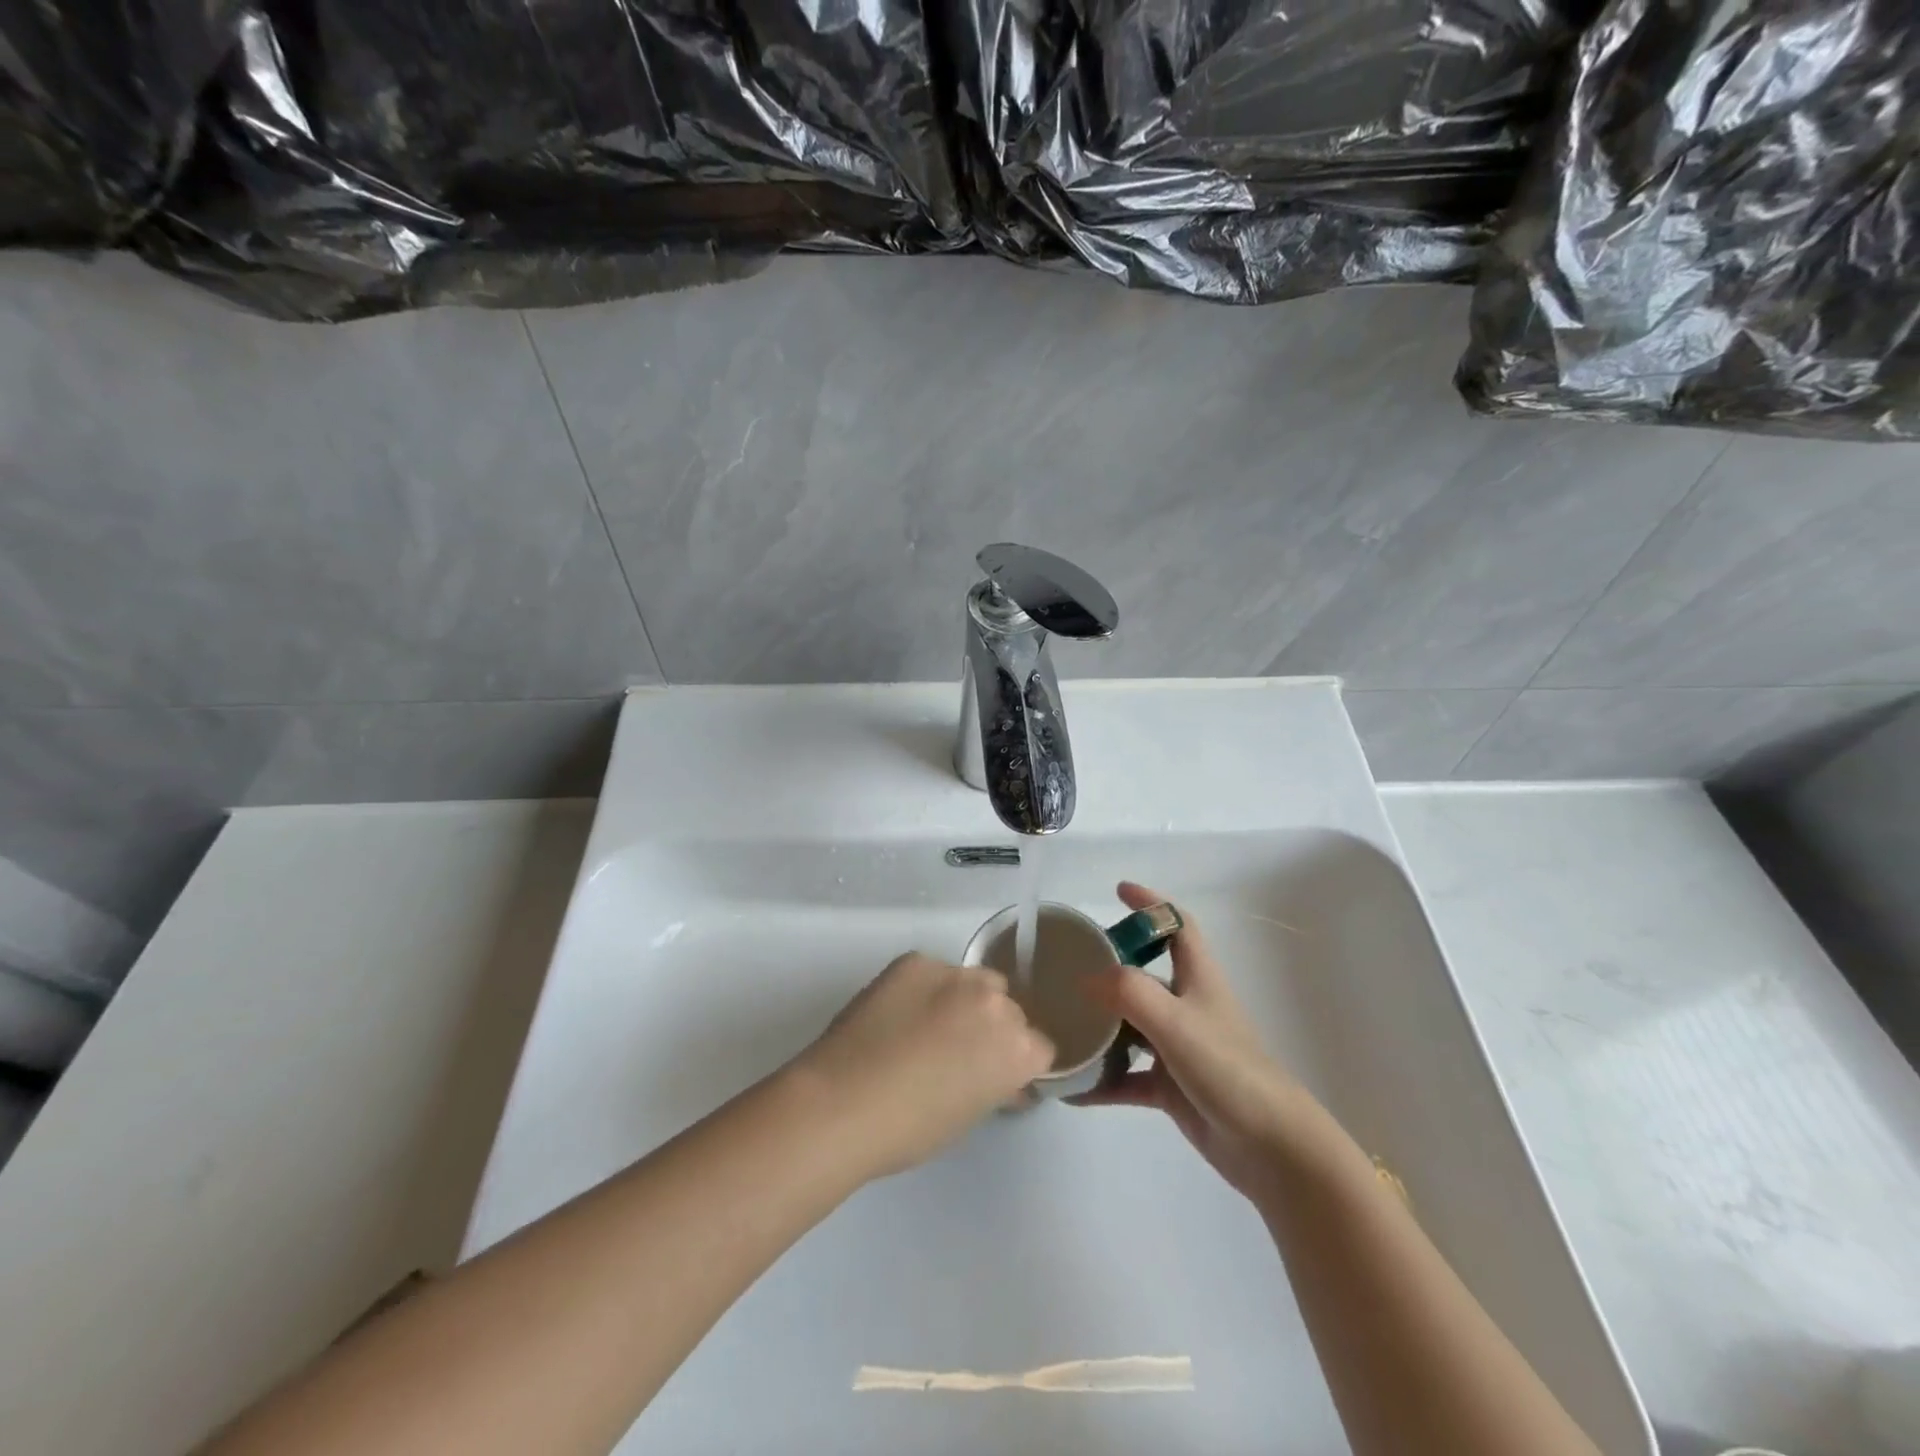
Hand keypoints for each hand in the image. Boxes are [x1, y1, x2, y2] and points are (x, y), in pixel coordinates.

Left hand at [798, 953, 1054, 1177]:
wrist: (841, 1104)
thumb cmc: (910, 1129)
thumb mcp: (970, 1115)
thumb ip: (996, 1085)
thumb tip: (1003, 1079)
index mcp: (1017, 1048)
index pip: (1040, 1046)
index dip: (1019, 1063)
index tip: (998, 1075)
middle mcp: (995, 1002)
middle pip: (1009, 1008)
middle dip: (992, 1028)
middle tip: (960, 1052)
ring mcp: (953, 974)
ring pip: (975, 981)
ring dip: (963, 1000)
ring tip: (927, 1026)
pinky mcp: (915, 961)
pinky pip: (934, 971)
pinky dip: (925, 988)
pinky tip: (899, 1012)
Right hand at [1074, 883, 1316, 1203]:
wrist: (1271, 1148)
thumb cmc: (1228, 1069)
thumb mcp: (1175, 1022)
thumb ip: (1129, 993)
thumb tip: (1086, 978)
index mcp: (1198, 979)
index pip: (1177, 925)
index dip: (1152, 903)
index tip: (1118, 890)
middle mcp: (1188, 1006)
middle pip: (1146, 972)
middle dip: (1111, 965)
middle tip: (1071, 964)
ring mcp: (1180, 1048)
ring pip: (1132, 1026)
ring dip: (1101, 1025)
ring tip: (1061, 1022)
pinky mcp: (1173, 1087)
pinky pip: (1128, 1077)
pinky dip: (1103, 1080)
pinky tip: (1072, 1089)